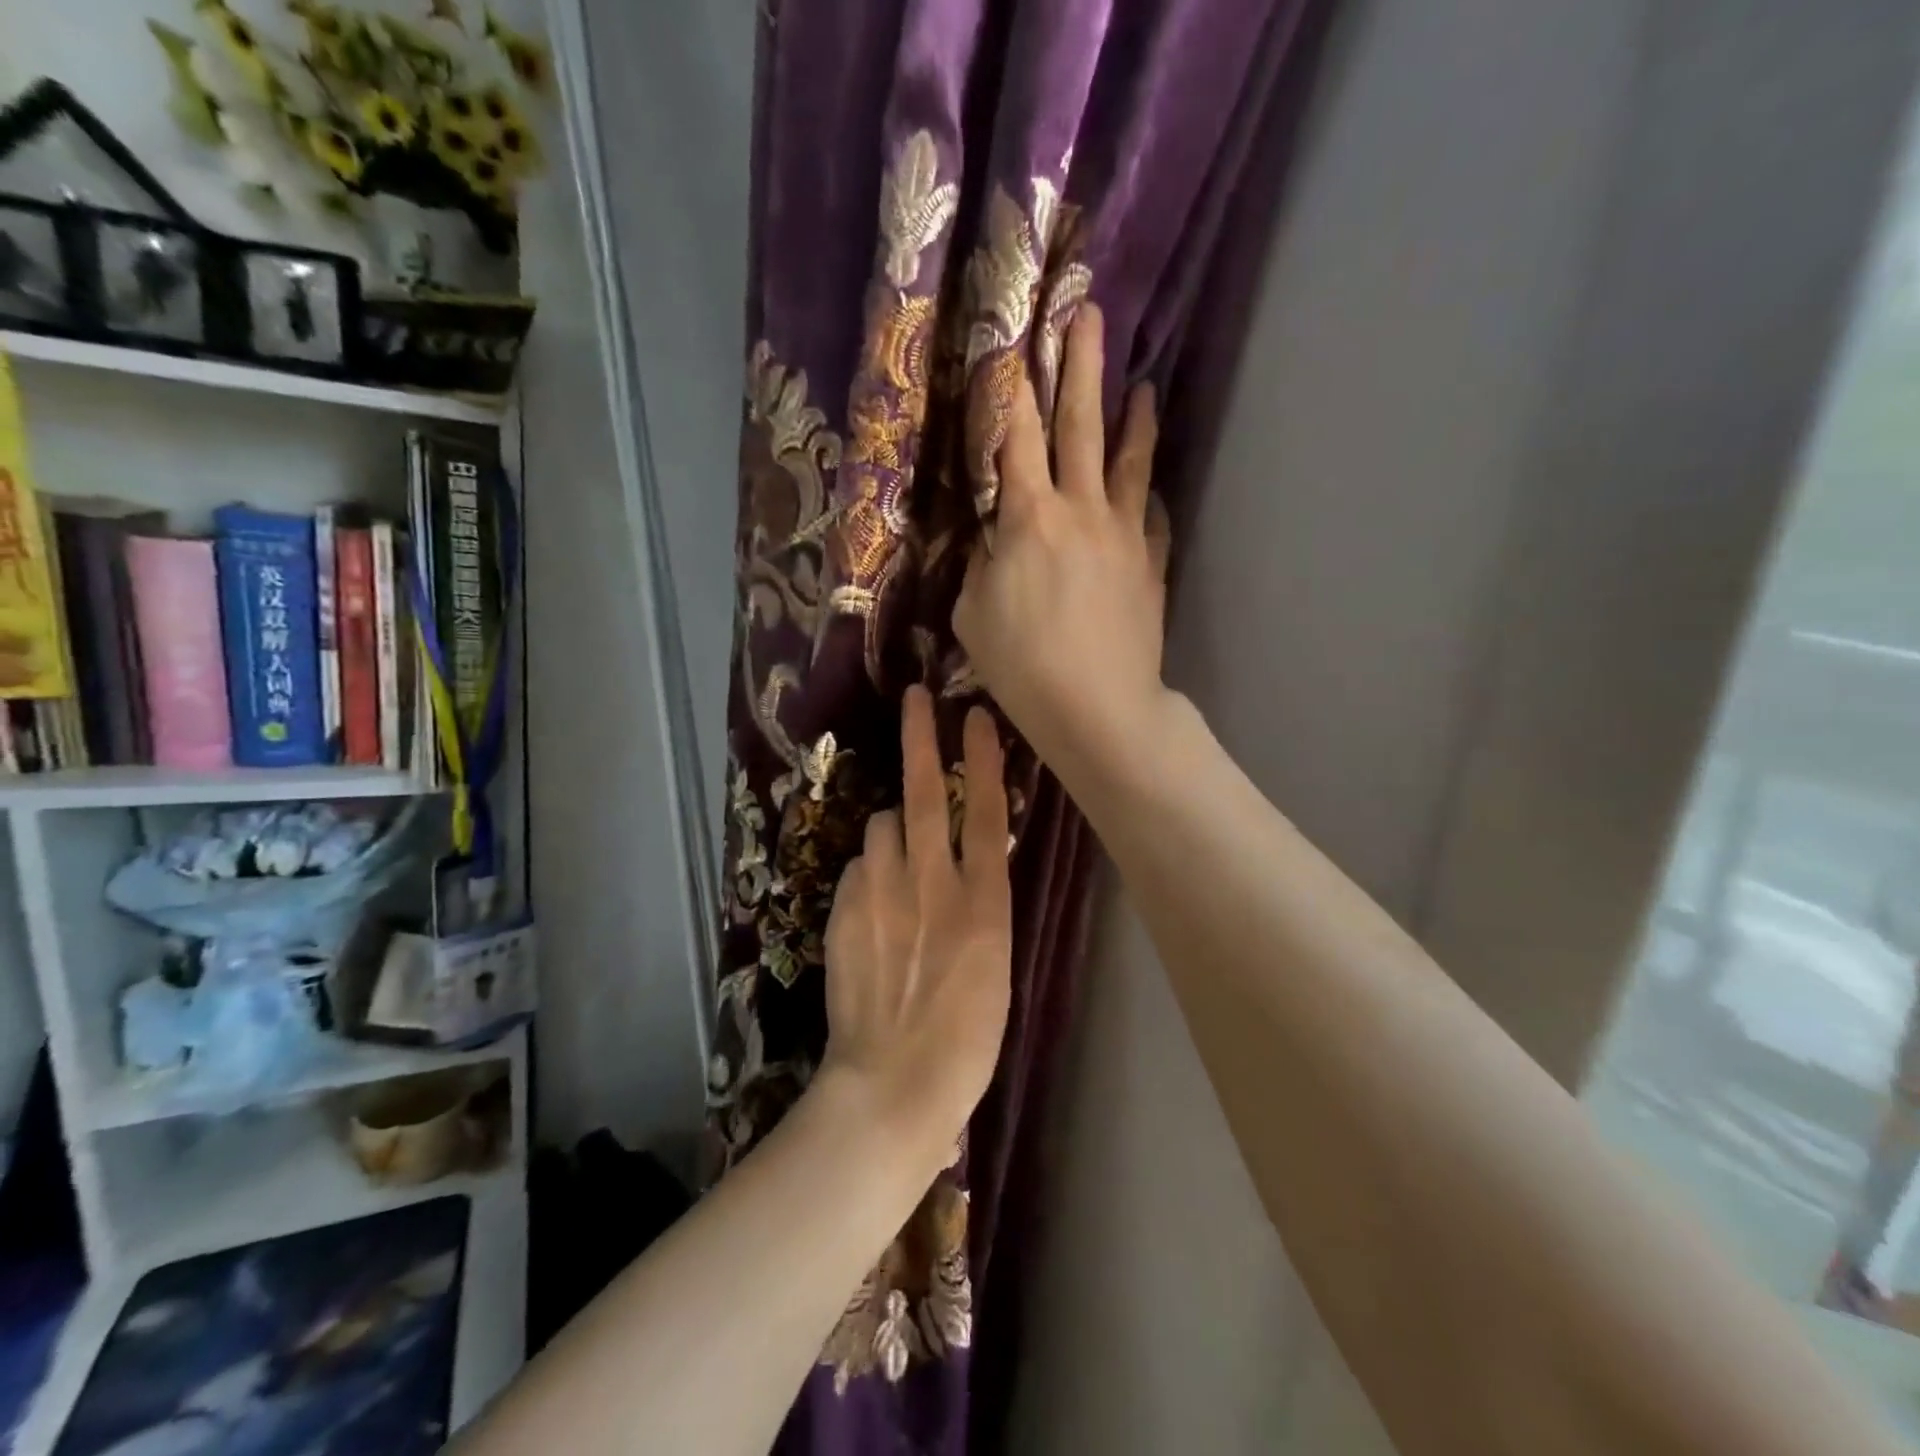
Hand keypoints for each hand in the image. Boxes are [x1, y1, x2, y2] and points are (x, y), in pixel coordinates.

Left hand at [819, 686, 1011, 1169]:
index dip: (983, 757)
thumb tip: (963, 861)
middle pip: (925, 793)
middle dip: (921, 737)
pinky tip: (872, 906)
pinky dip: (868, 871)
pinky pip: (858, 867)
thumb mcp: (996, 961)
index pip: (985, 810)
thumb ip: (980, 900)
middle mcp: (932, 882)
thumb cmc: (967, 1035)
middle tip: (916, 698)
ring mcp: (882, 892)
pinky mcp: (844, 909)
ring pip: (882, 825)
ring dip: (892, 828)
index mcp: (983, 900)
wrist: (895, 1081)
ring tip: (897, 859)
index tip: (976, 715)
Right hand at [953, 304, 1170, 785]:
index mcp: (1027, 518)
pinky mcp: (1150, 563)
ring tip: (1143, 387)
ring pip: (1129, 462)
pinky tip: (1148, 487)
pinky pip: (1150, 516)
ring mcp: (1123, 534)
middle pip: (1080, 425)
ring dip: (1133, 419)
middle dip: (1081, 367)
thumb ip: (982, 565)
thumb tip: (994, 539)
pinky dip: (1147, 495)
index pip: (1013, 435)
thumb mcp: (973, 615)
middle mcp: (1079, 509)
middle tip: (1088, 315)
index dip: (1010, 384)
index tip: (1012, 337)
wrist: (1098, 707)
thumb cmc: (1022, 667)